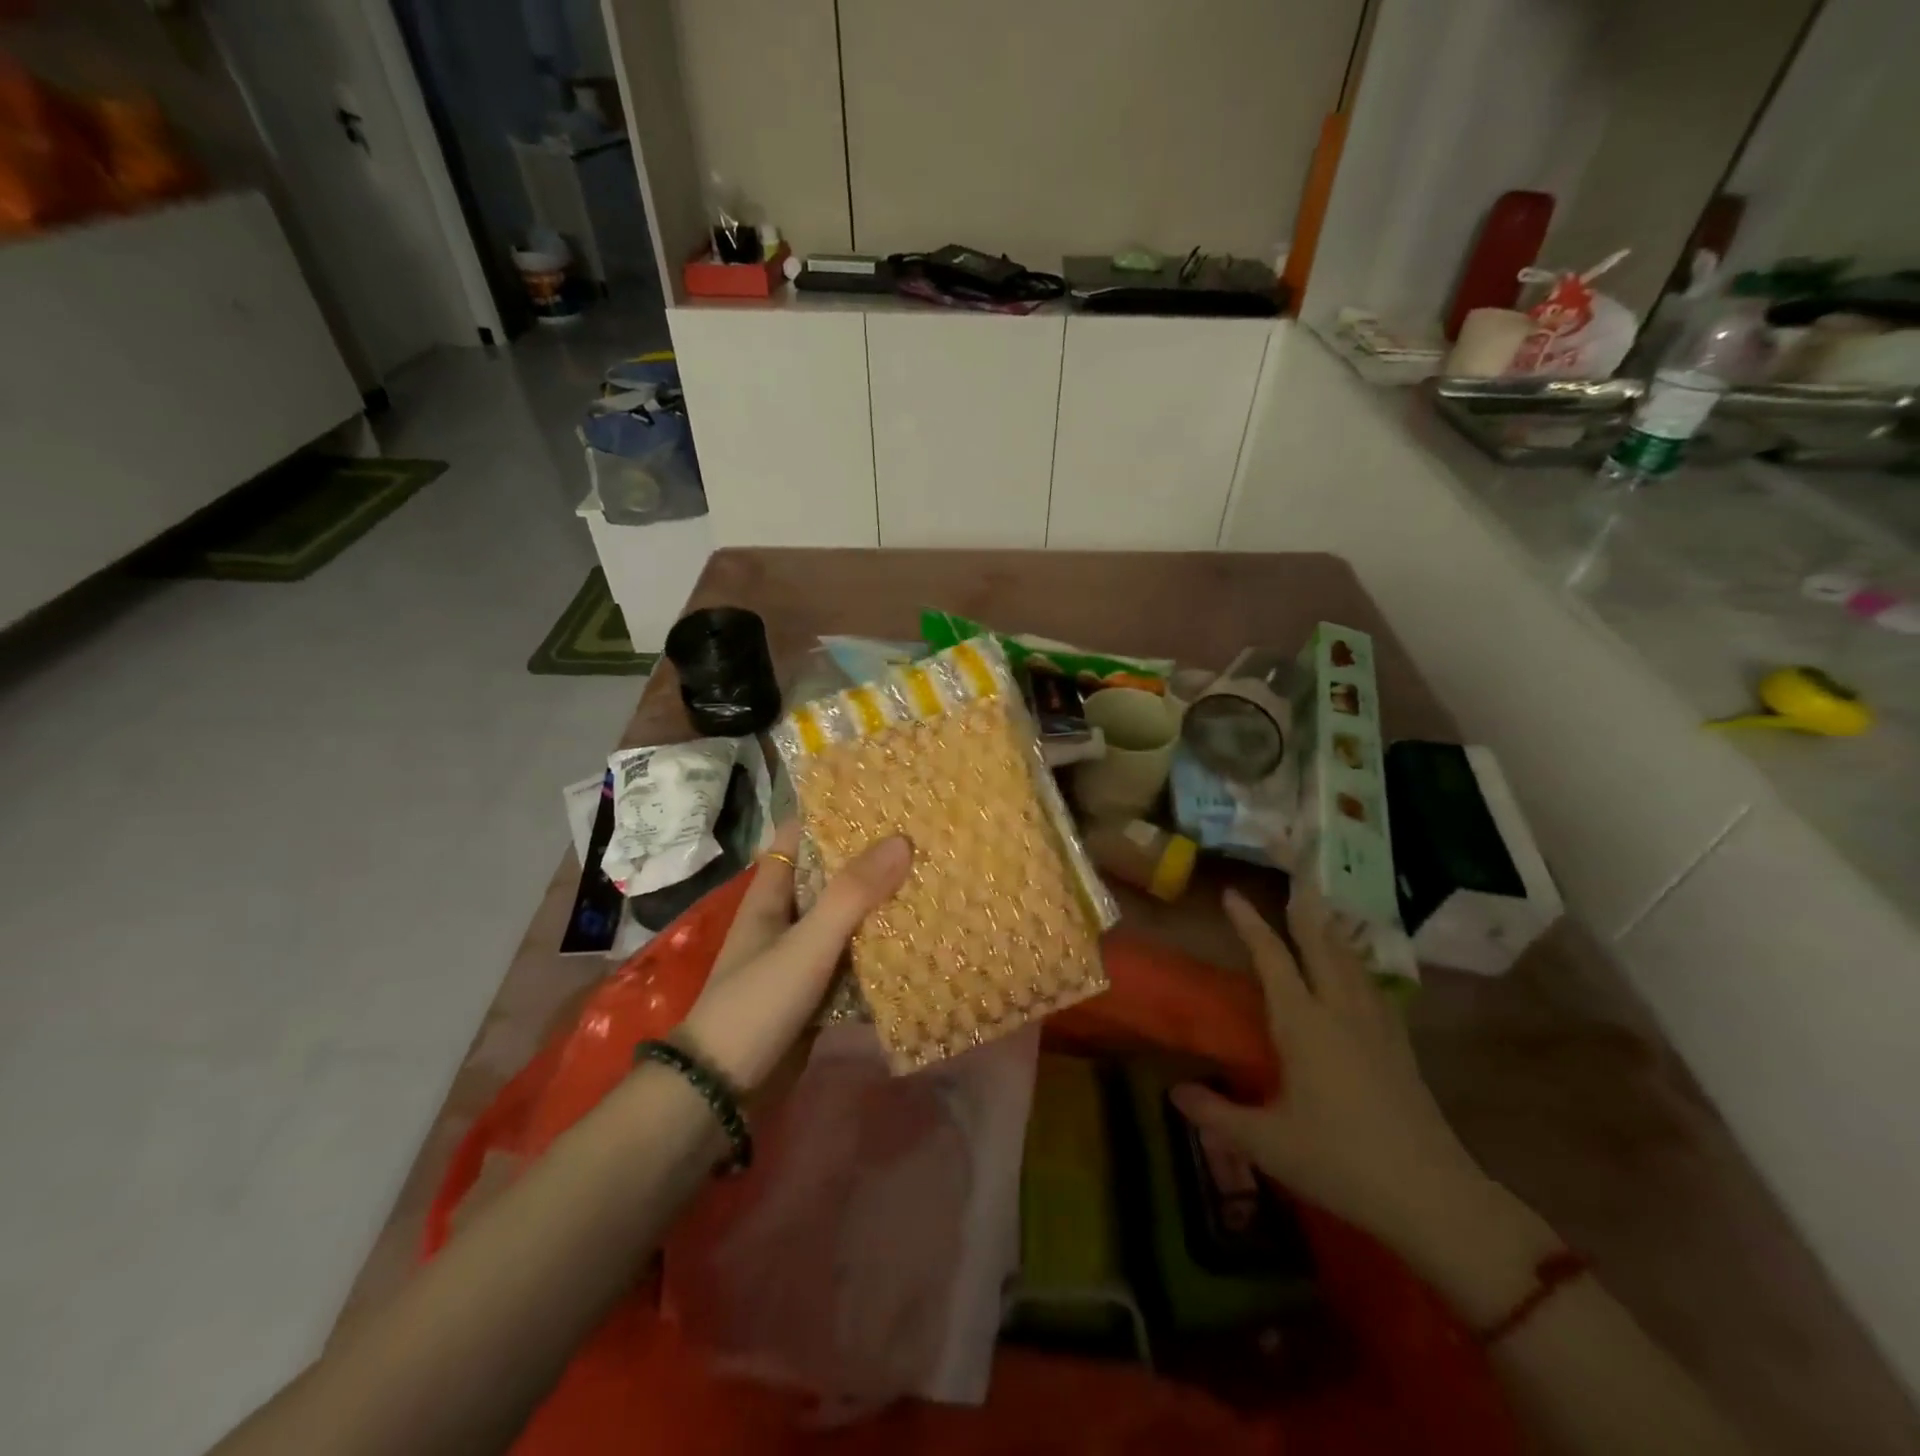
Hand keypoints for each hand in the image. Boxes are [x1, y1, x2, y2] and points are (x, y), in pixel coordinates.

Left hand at [677, 821, 911, 1091]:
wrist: (724, 1092)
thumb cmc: (756, 1003)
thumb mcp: (806, 943)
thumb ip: (851, 895)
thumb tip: (901, 840)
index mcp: (771, 895)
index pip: (796, 836)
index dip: (829, 813)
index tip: (876, 796)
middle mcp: (785, 919)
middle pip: (828, 876)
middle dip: (868, 860)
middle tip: (920, 837)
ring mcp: (801, 957)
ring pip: (845, 920)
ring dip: (879, 906)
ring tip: (930, 880)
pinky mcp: (816, 993)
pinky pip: (854, 962)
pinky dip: (880, 952)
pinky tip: (918, 942)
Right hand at [1172, 885, 1484, 1248]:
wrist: (1432, 1197)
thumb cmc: (1339, 1161)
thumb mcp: (1267, 1143)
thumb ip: (1216, 1114)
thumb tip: (1174, 1093)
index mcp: (1303, 1024)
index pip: (1272, 959)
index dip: (1250, 924)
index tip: (1232, 894)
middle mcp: (1340, 1011)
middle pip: (1321, 945)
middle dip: (1304, 910)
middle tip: (1295, 878)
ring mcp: (1377, 1026)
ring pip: (1352, 962)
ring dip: (1333, 932)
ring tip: (1322, 913)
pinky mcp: (1400, 1047)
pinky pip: (1375, 988)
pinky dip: (1361, 966)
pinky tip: (1360, 975)